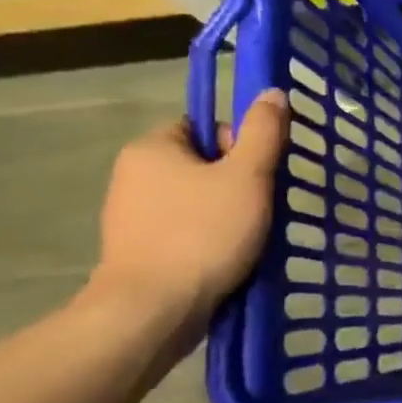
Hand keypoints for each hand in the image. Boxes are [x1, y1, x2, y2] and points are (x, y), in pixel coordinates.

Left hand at [93, 90, 288, 317]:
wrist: (153, 310)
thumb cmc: (203, 233)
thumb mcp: (247, 176)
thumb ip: (263, 132)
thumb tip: (271, 92)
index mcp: (152, 148)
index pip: (205, 127)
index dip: (239, 145)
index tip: (257, 174)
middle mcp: (132, 175)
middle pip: (203, 163)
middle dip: (237, 183)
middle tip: (259, 207)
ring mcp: (130, 216)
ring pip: (196, 199)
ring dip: (227, 212)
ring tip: (249, 236)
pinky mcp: (136, 251)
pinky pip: (184, 230)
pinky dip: (209, 239)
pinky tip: (227, 257)